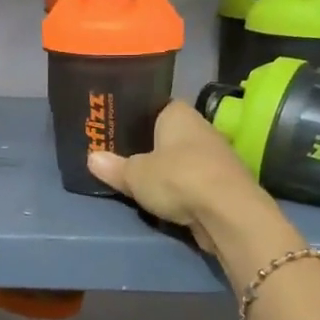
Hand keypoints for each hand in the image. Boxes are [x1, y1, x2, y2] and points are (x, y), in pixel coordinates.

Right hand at [87, 100, 267, 253]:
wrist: (228, 212)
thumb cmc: (177, 178)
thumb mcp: (135, 175)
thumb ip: (114, 167)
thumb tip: (91, 159)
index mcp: (179, 113)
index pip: (156, 107)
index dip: (138, 118)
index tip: (120, 131)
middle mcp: (201, 127)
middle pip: (171, 135)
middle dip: (152, 147)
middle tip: (125, 158)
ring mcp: (217, 155)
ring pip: (184, 159)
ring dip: (169, 170)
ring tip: (143, 182)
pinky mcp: (225, 183)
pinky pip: (195, 181)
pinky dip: (183, 189)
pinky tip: (168, 200)